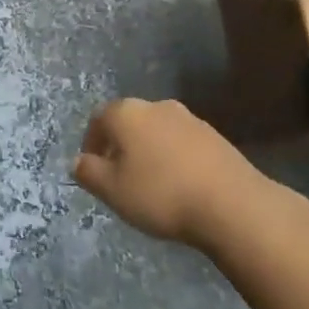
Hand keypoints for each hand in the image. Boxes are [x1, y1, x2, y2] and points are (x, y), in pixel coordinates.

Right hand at [74, 98, 269, 249]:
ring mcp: (188, 117)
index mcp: (127, 112)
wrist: (230, 202)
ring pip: (156, 130)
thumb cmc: (161, 194)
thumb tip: (78, 161)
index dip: (91, 142)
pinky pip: (181, 142)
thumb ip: (89, 173)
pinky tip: (179, 184)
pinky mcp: (213, 135)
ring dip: (148, 150)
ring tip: (150, 183)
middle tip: (119, 177)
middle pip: (128, 121)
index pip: (98, 118)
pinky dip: (173, 157)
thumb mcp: (113, 191)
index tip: (92, 167)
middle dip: (120, 145)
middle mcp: (155, 105)